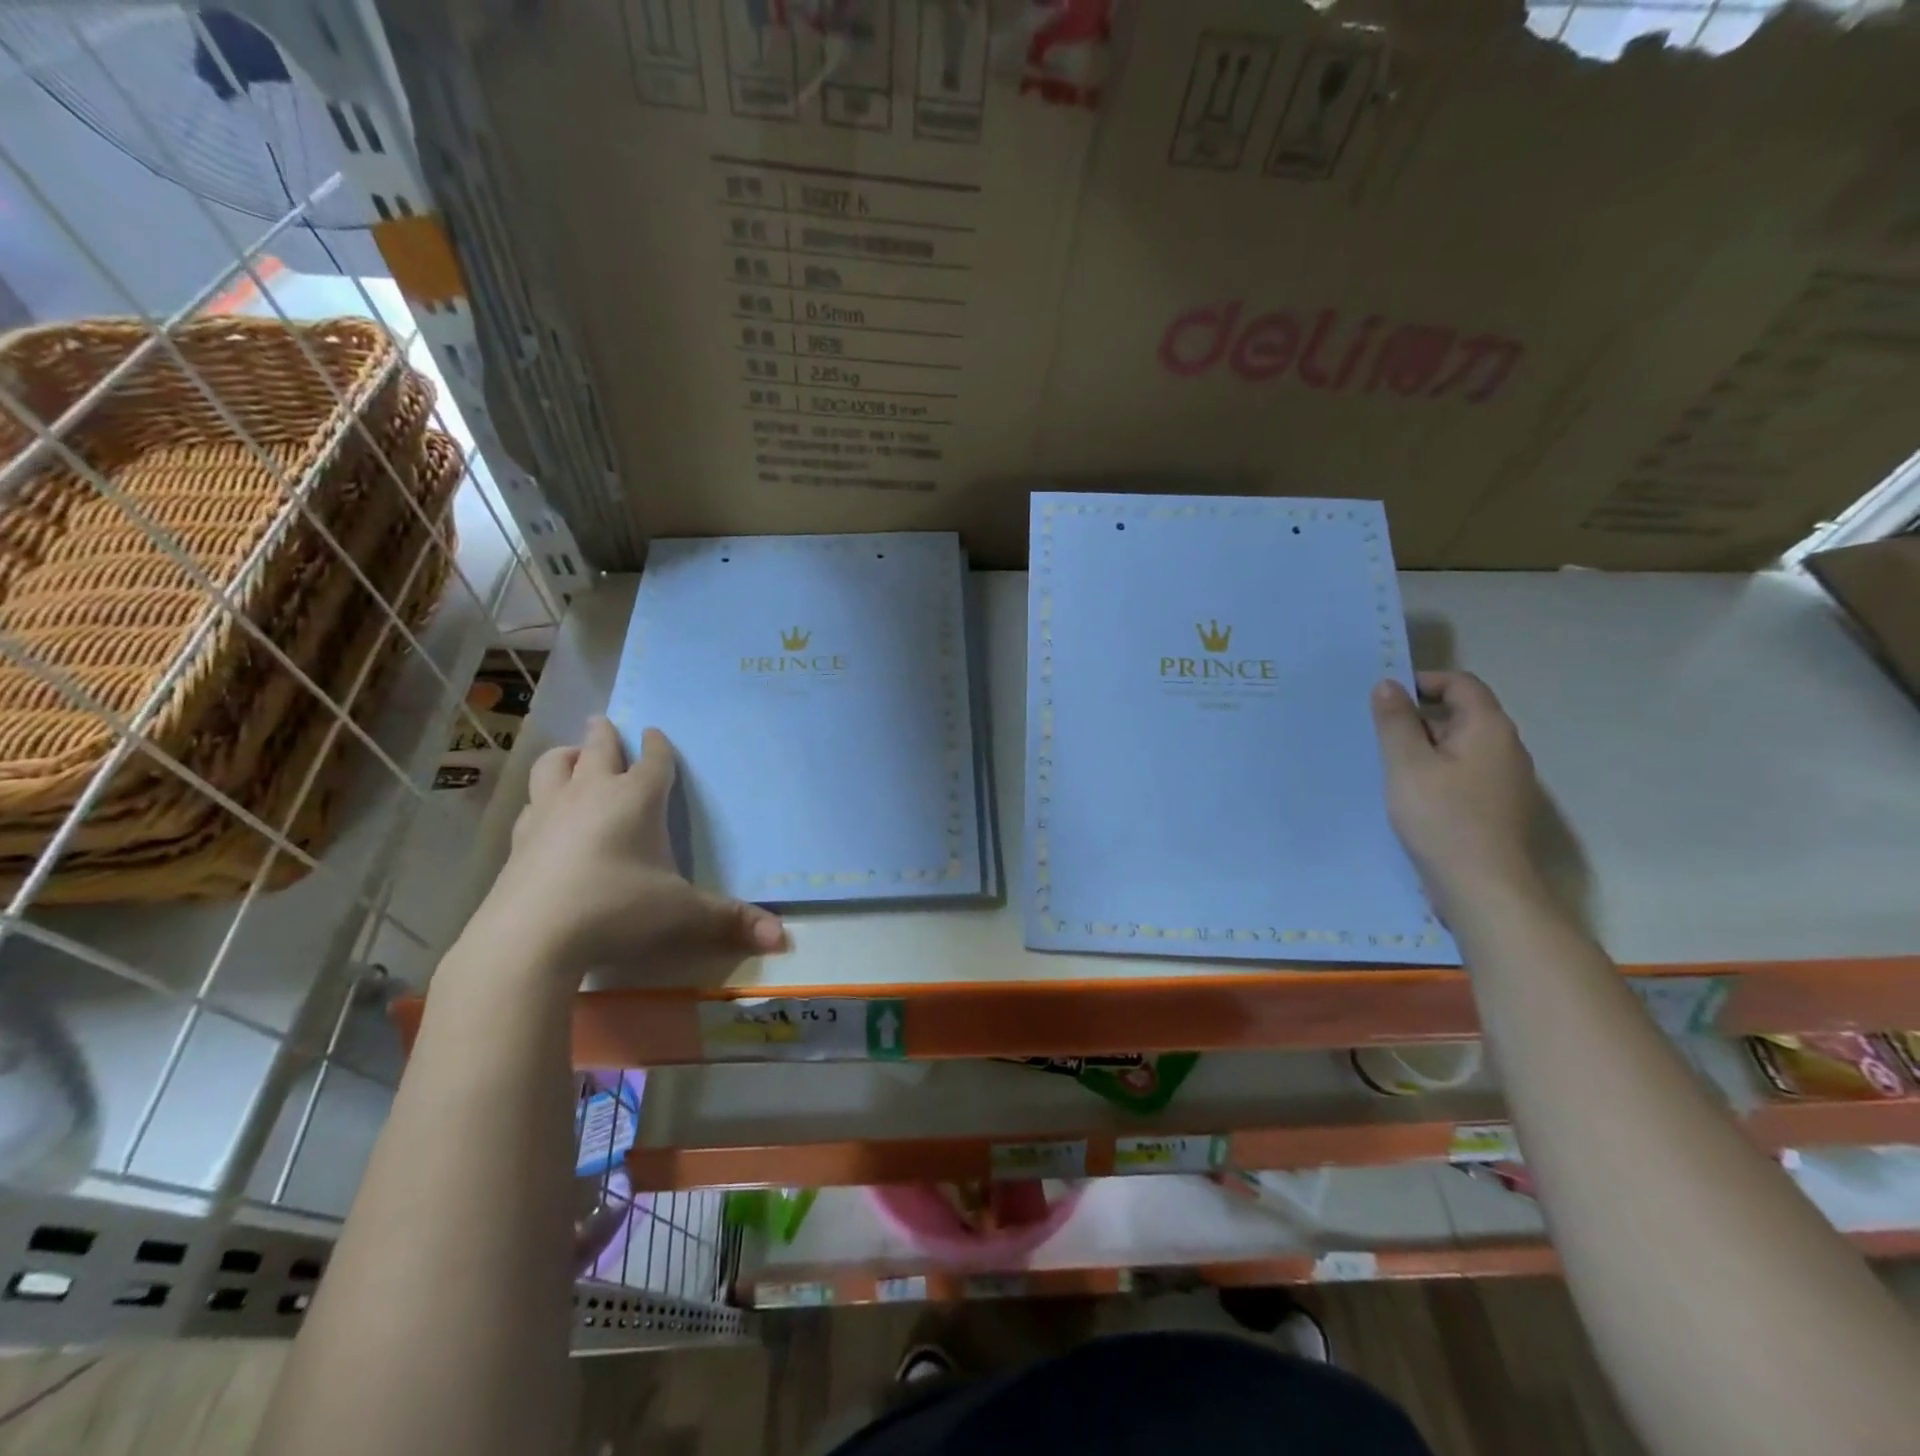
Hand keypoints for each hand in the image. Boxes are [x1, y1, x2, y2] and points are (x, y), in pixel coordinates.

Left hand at [456, 717, 786, 985]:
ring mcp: (548, 813)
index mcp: (635, 799)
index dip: (658, 745)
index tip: (655, 733)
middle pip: (597, 748)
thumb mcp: (682, 914)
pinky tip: (544, 814)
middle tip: (605, 724)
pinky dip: (541, 798)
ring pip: (553, 765)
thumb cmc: (616, 909)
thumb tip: (780, 938)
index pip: (652, 760)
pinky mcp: (518, 840)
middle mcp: (590, 794)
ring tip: (572, 757)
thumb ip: (729, 920)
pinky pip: (531, 803)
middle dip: (605, 734)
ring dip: (566, 755)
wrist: (529, 938)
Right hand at [1370, 671, 1543, 914]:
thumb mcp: (1406, 764)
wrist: (1483, 886)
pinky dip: (1435, 771)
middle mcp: (1506, 747)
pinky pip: (1463, 773)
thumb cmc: (1442, 817)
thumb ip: (1395, 722)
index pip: (1461, 683)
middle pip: (1461, 713)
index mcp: (1488, 728)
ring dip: (1424, 747)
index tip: (1384, 698)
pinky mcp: (1496, 806)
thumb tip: (1387, 684)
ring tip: (1387, 764)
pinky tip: (1409, 793)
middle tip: (1376, 733)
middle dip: (1418, 717)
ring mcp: (1505, 779)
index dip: (1423, 682)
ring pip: (1460, 746)